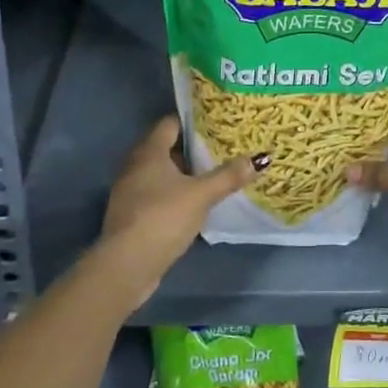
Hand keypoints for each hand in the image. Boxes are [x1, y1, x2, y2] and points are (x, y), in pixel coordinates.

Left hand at [98, 117, 263, 306]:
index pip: (170, 123)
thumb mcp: (201, 195)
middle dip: (192, 149)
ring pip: (161, 173)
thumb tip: (261, 158)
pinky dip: (174, 194)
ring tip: (212, 175)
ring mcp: (130, 192)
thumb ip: (229, 176)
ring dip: (183, 174)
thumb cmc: (163, 217)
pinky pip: (156, 194)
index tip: (216, 123)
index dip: (192, 121)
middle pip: (166, 148)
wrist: (126, 265)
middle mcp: (135, 166)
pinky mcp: (131, 215)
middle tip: (221, 148)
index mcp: (149, 152)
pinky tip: (193, 204)